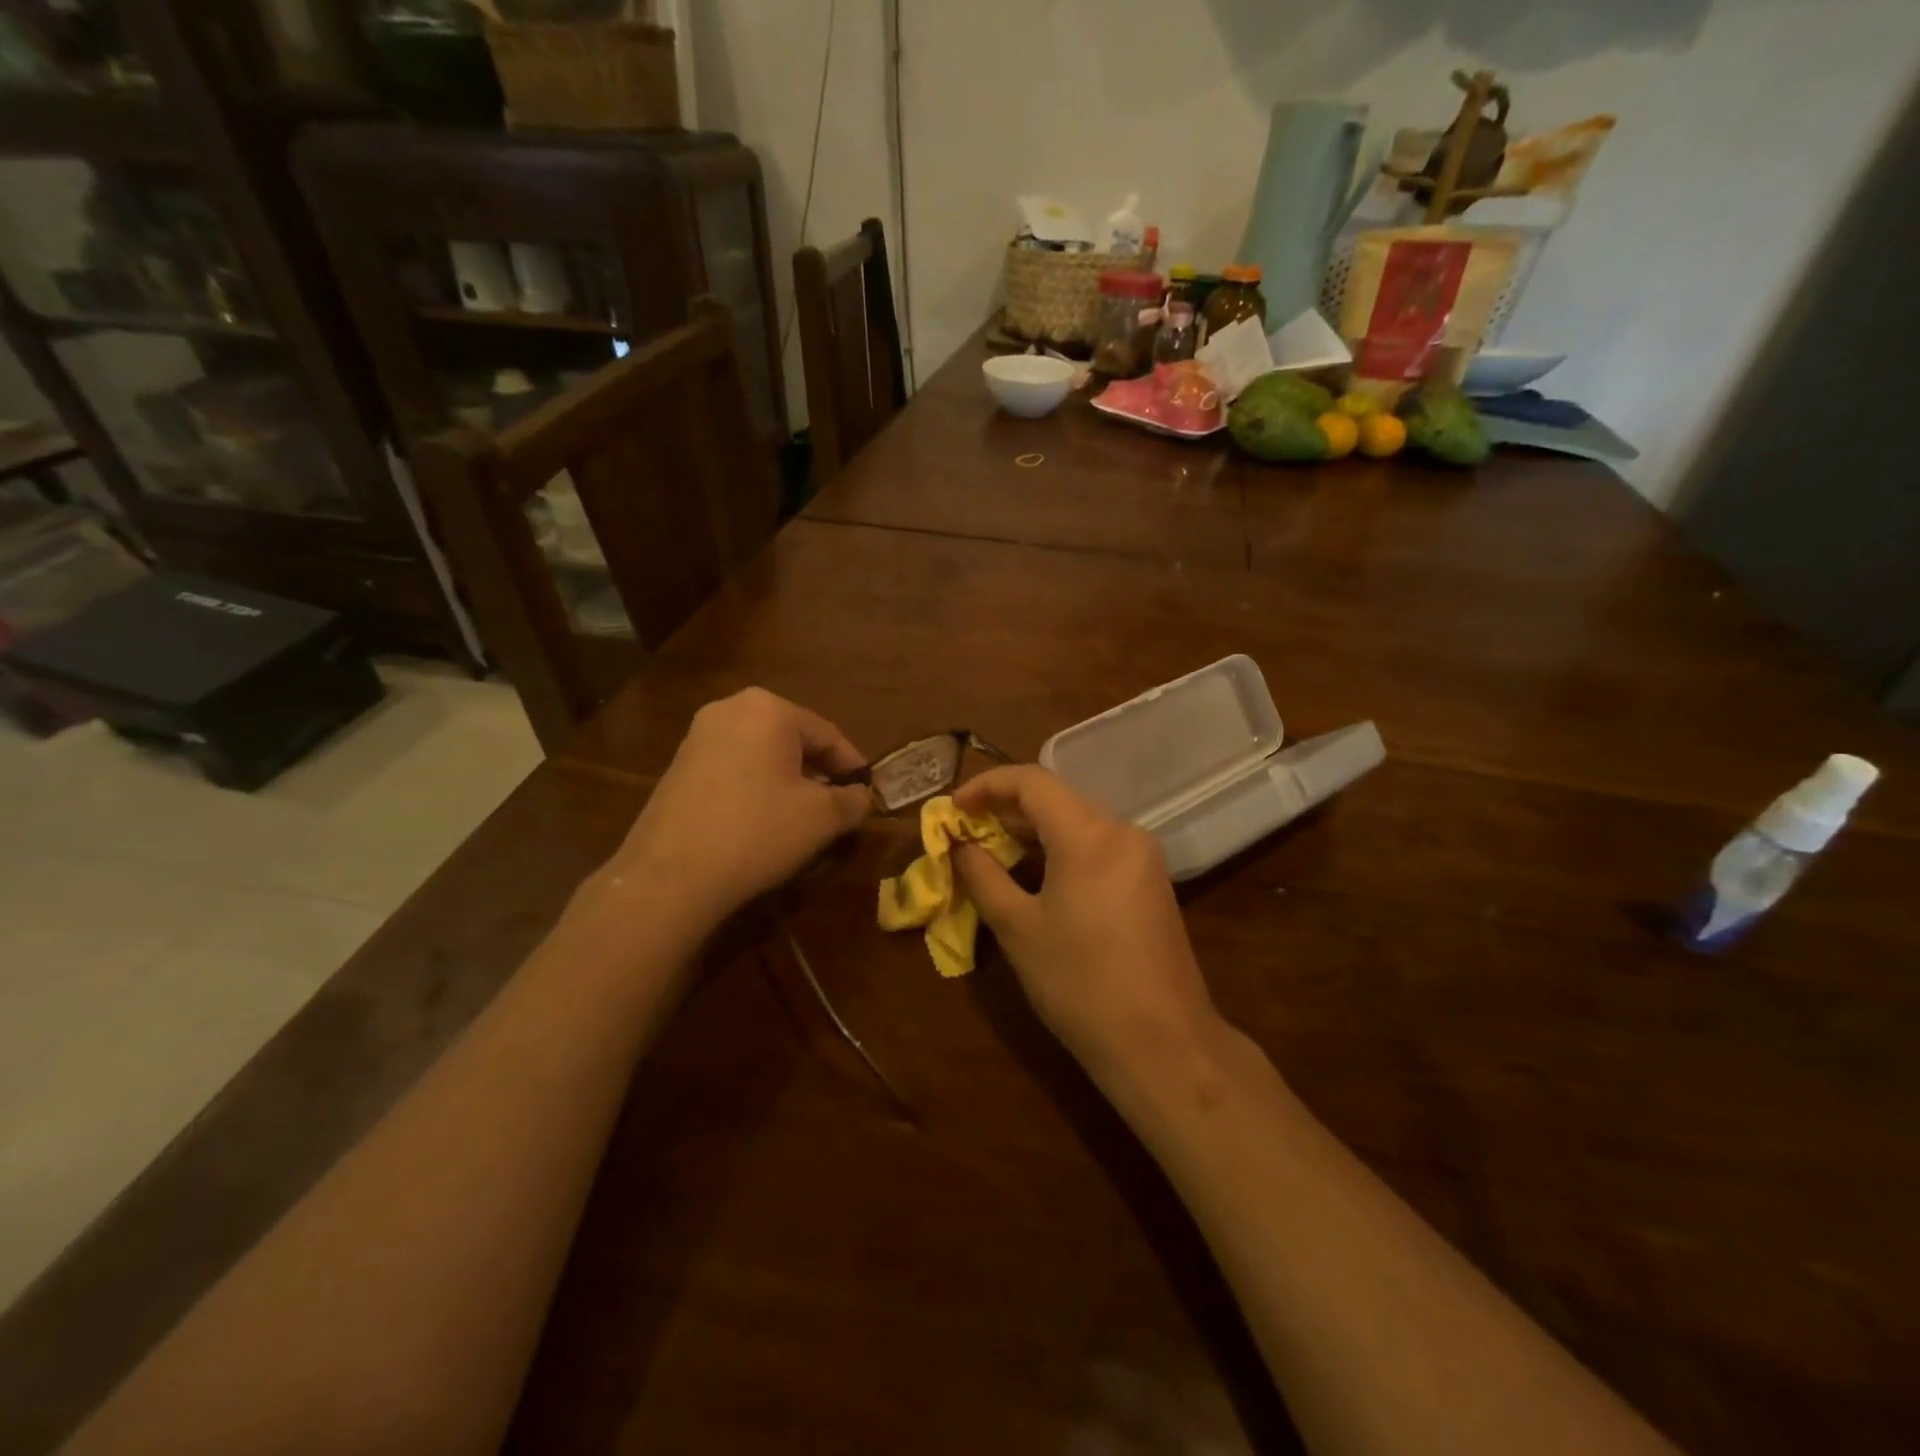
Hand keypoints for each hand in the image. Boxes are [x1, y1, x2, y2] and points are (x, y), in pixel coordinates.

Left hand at [603, 688, 871, 928]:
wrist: (671, 874)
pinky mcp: (678, 766)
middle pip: (793, 740)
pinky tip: (762, 822)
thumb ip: (853, 801)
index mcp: (769, 709)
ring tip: (803, 817)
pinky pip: (734, 768)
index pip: (828, 735)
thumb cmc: (758, 831)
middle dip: (819, 772)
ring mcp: (698, 736)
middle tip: (838, 805)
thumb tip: (861, 796)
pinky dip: (756, 788)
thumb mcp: (823, 818)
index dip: (853, 767)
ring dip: (788, 781)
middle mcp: (730, 709)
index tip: (868, 794)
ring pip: (762, 755)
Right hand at [952, 766, 1219, 1084]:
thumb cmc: (1079, 984)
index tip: (953, 807)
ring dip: (1034, 830)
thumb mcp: (1018, 928)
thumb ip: (983, 876)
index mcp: (1090, 835)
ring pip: (1078, 823)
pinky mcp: (1151, 882)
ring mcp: (1143, 857)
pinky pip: (1097, 847)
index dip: (987, 785)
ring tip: (992, 849)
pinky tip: (1035, 872)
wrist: (1162, 1043)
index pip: (1032, 782)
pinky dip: (1061, 850)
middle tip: (966, 830)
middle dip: (1007, 809)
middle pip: (1057, 800)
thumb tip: (961, 846)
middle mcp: (1123, 832)